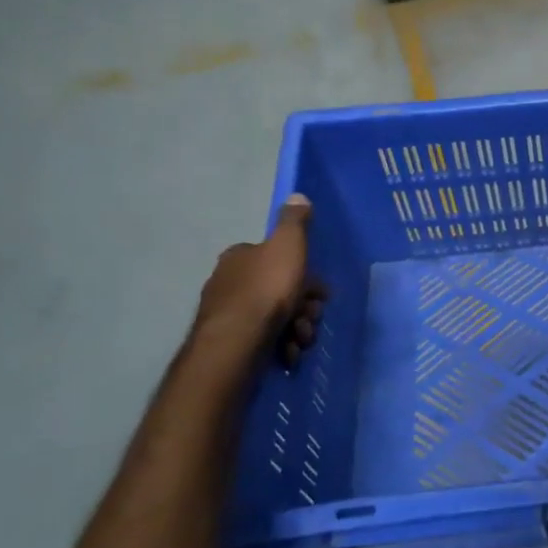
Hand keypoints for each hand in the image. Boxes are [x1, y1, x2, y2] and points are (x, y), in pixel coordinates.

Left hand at [192, 195, 325, 363]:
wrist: (238, 341)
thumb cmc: (267, 288)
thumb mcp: (287, 245)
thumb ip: (294, 222)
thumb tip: (298, 196)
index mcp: (240, 256)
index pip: (275, 257)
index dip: (303, 272)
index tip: (319, 289)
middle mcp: (229, 281)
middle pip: (279, 288)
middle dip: (303, 304)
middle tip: (312, 315)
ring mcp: (228, 314)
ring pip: (275, 316)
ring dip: (296, 327)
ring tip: (302, 337)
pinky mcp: (230, 342)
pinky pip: (264, 339)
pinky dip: (281, 345)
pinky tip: (289, 351)